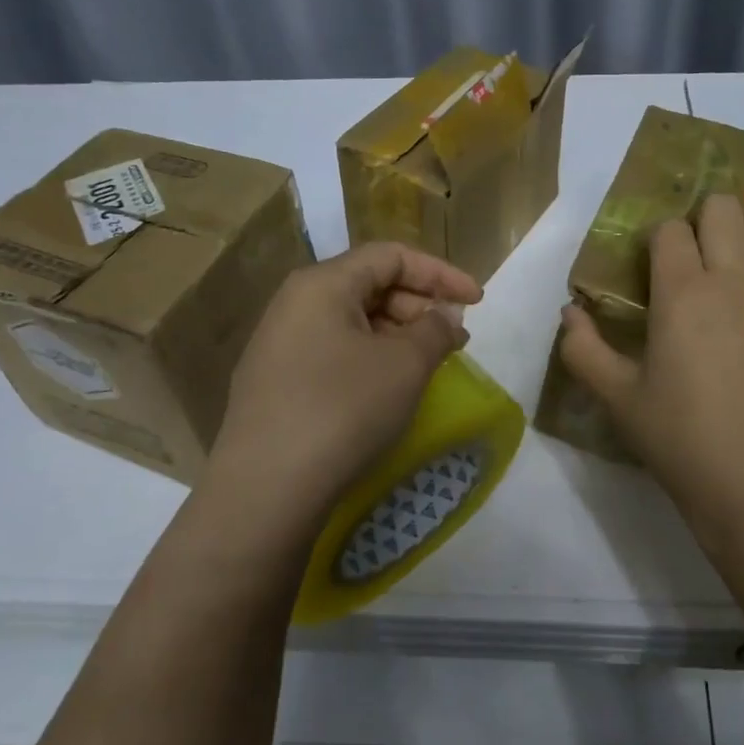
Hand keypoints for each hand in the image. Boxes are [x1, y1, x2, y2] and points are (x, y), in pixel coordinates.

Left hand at [207, 242, 480, 522]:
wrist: (266, 488)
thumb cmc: (343, 410)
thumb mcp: (405, 365)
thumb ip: (436, 329)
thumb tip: (445, 315)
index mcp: (323, 284)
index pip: (391, 256)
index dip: (440, 273)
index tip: (477, 301)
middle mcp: (295, 303)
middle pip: (369, 284)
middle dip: (420, 305)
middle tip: (454, 340)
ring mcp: (279, 343)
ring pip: (352, 321)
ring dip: (397, 335)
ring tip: (426, 365)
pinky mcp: (275, 381)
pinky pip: (333, 351)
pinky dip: (370, 357)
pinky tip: (387, 388)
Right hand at [558, 195, 743, 553]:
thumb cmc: (679, 439)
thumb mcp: (617, 398)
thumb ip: (582, 348)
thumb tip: (570, 312)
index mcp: (683, 293)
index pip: (670, 228)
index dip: (655, 239)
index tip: (648, 268)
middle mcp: (734, 281)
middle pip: (724, 208)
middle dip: (700, 217)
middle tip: (688, 256)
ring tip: (726, 264)